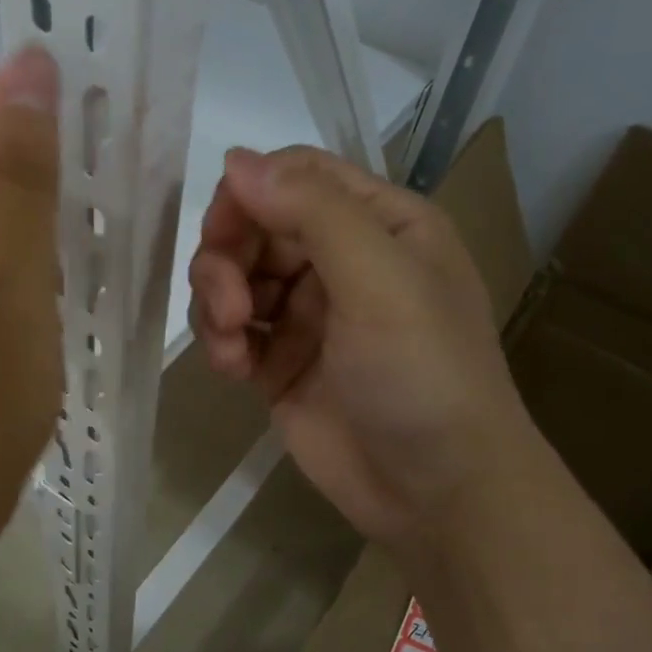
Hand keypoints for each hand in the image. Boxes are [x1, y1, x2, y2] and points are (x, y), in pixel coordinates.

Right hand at [187, 146, 532, 548]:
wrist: (436, 492)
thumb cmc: (424, 376)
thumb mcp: (380, 281)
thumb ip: (311, 212)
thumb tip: (234, 159)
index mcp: (379, 224)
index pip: (296, 176)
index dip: (249, 194)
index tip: (222, 233)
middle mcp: (340, 260)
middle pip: (254, 226)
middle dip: (227, 260)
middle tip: (229, 308)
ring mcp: (306, 314)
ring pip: (233, 278)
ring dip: (216, 304)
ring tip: (231, 347)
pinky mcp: (279, 363)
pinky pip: (230, 331)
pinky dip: (220, 342)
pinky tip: (232, 370)